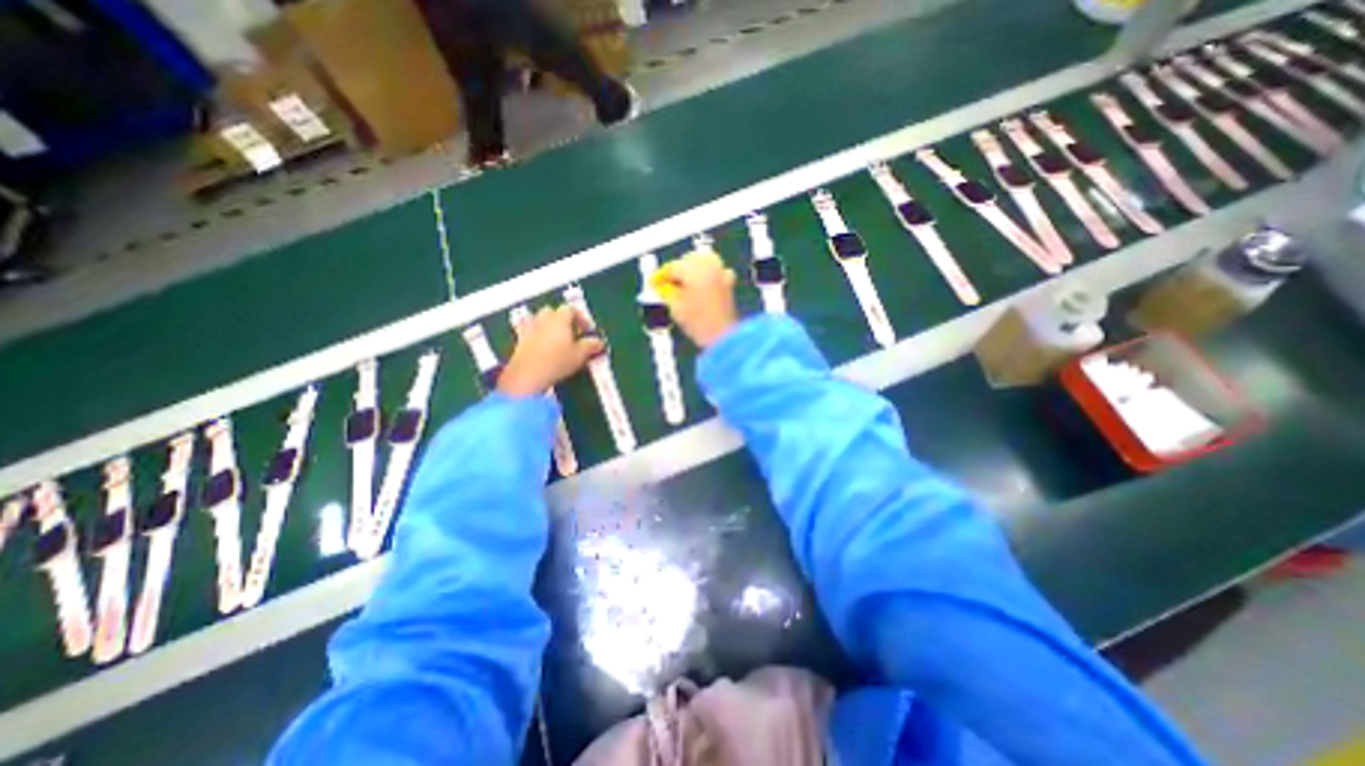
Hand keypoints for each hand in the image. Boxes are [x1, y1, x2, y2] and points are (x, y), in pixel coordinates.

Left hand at [498, 304, 602, 396]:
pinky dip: (539, 338)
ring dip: (550, 327)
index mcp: (559, 318)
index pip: (571, 309)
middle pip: (553, 312)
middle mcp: (543, 319)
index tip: (587, 331)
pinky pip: (531, 333)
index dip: (582, 319)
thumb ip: (591, 345)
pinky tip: (545, 351)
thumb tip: (598, 342)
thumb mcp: (580, 355)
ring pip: (540, 321)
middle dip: (564, 321)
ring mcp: (529, 329)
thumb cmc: (557, 362)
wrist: (527, 376)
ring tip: (559, 343)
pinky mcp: (519, 342)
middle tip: (573, 335)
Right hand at [655, 250, 742, 346]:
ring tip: (681, 287)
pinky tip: (697, 290)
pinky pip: (713, 273)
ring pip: (703, 263)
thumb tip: (662, 287)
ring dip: (691, 271)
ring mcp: (721, 274)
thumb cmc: (700, 322)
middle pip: (688, 260)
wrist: (723, 336)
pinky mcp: (728, 284)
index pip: (672, 267)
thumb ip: (665, 292)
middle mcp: (710, 266)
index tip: (654, 284)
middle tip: (666, 284)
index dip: (660, 277)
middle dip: (677, 271)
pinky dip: (704, 277)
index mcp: (694, 267)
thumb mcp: (675, 307)